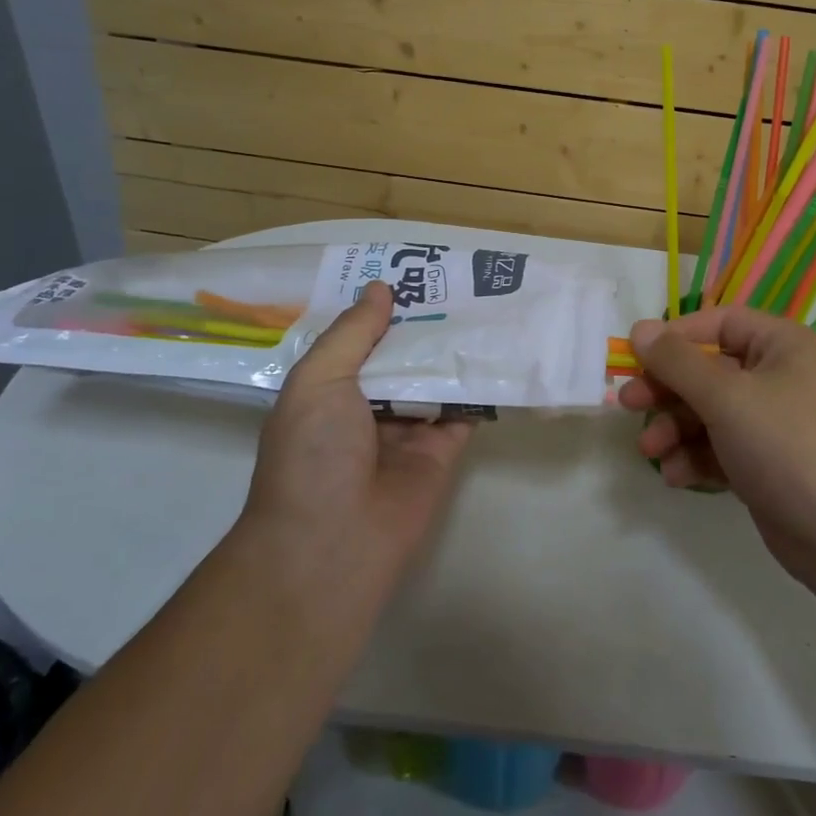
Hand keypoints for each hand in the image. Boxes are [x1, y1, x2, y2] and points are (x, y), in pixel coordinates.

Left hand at [237, 281, 472, 600]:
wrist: (333, 543)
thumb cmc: (313, 455)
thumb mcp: (318, 381)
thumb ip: (352, 334)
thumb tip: (380, 289)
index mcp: (330, 388)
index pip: (361, 337)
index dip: (385, 306)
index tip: (416, 271)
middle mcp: (369, 405)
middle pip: (404, 355)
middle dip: (427, 322)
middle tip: (463, 281)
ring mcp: (408, 429)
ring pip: (436, 378)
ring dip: (457, 348)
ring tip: (490, 304)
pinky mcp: (442, 450)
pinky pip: (465, 410)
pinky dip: (481, 385)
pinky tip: (503, 350)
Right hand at [619, 306, 815, 604]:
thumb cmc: (789, 445)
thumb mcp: (727, 396)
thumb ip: (678, 361)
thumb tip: (640, 327)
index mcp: (782, 345)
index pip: (720, 323)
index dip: (676, 336)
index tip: (636, 357)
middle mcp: (779, 377)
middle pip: (709, 370)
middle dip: (667, 389)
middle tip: (627, 404)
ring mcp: (774, 424)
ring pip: (710, 413)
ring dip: (676, 428)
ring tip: (650, 451)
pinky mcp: (767, 466)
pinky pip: (721, 449)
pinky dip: (696, 458)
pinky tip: (676, 475)